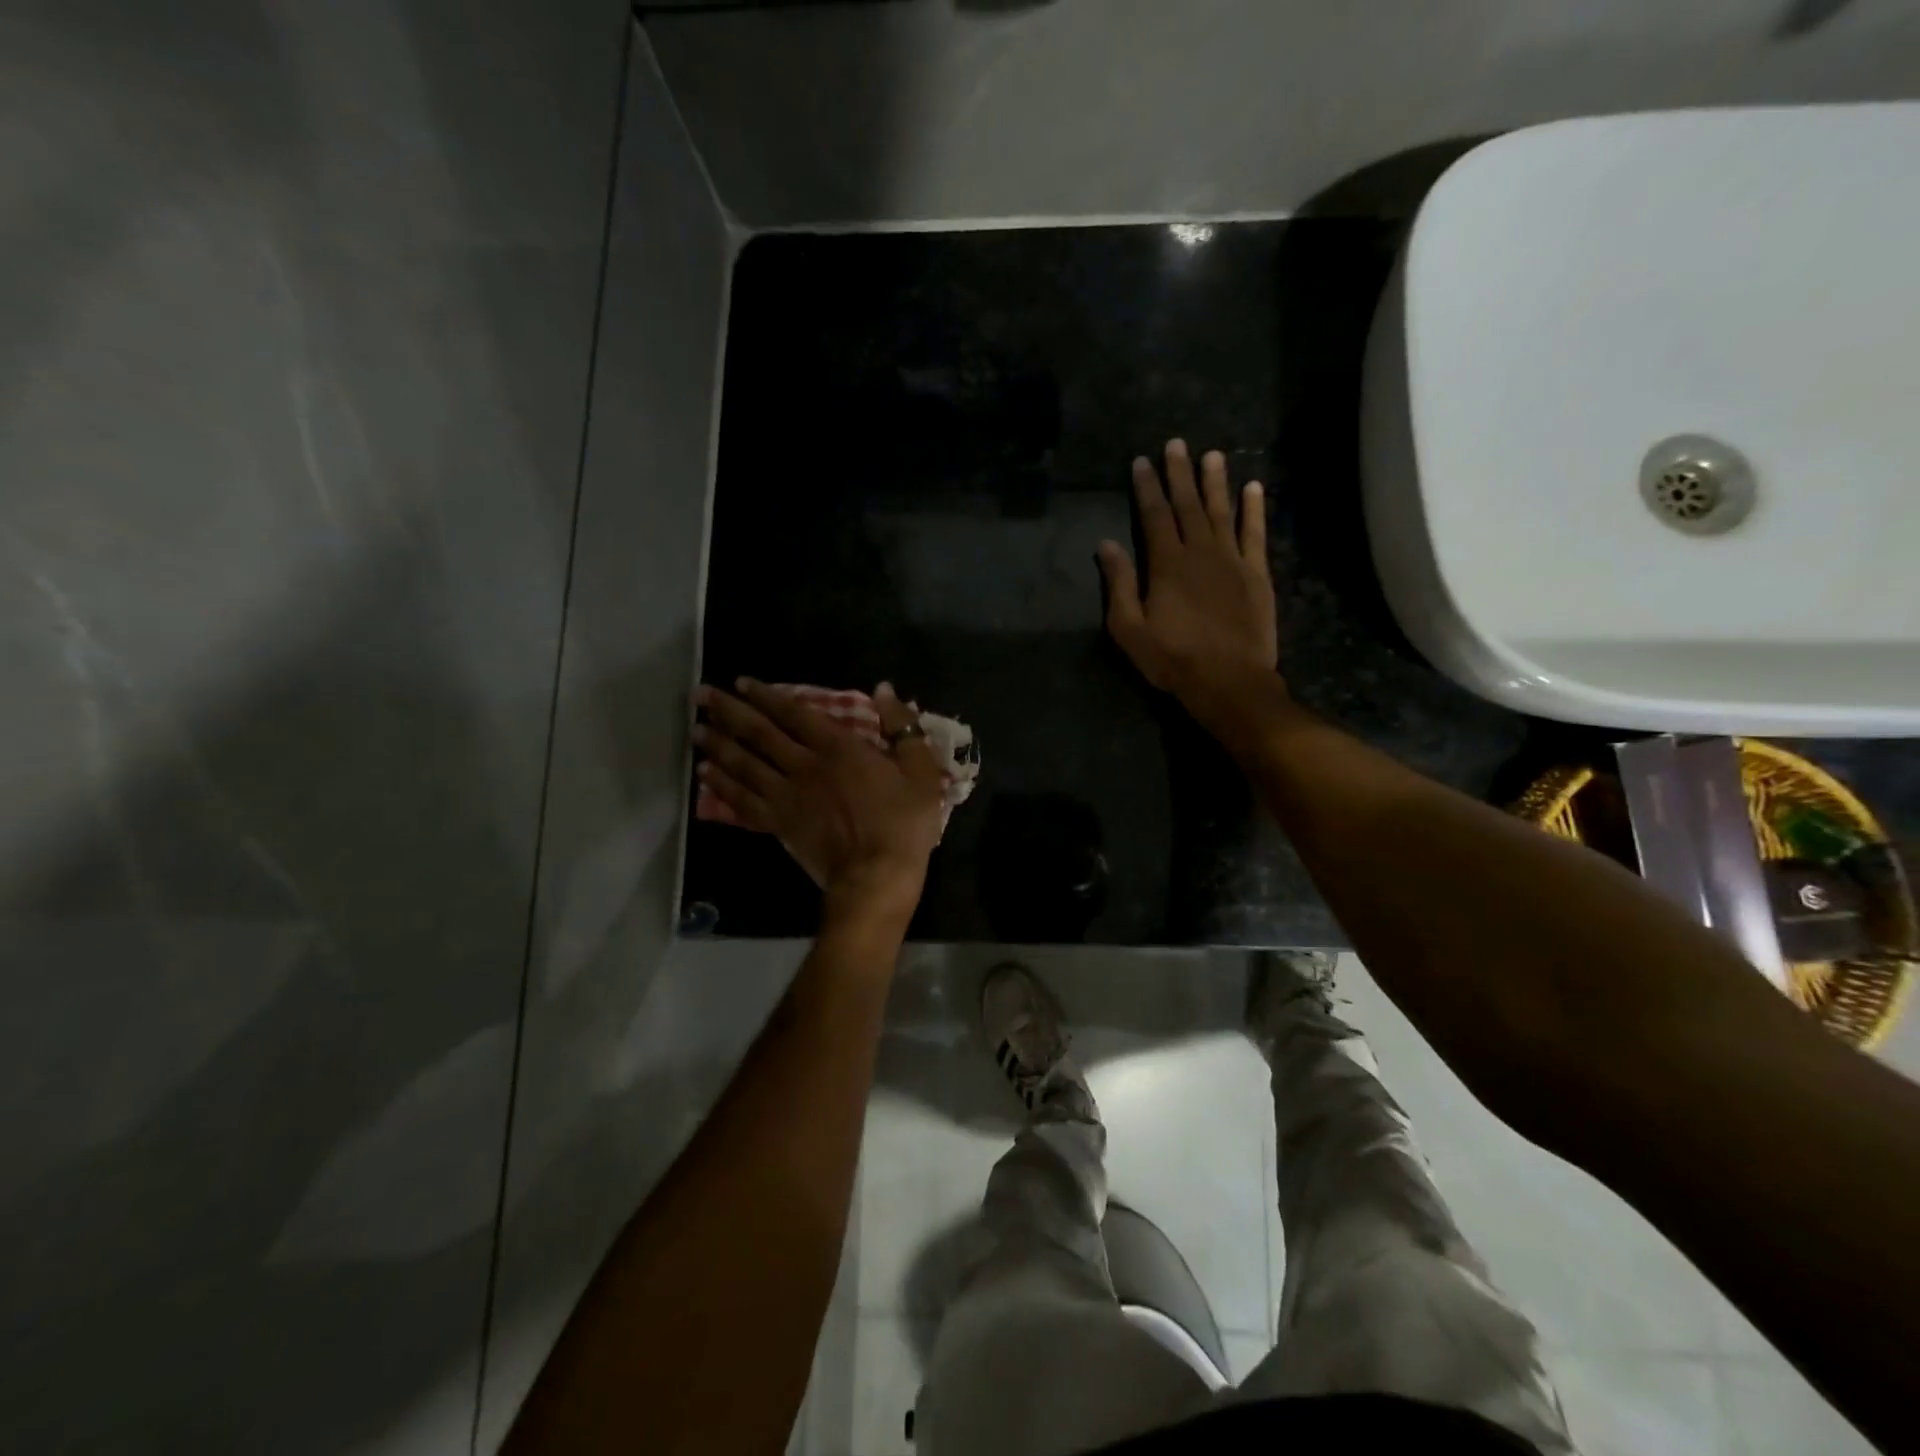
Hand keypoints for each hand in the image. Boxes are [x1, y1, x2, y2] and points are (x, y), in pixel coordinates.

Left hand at [694, 679, 946, 912]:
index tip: (742, 682)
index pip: (795, 713)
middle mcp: (804, 765)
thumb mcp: (920, 770)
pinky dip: (723, 786)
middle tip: (701, 695)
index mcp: (838, 748)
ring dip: (718, 744)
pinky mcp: (779, 825)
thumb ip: (902, 727)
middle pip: (759, 733)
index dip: (767, 696)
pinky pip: (743, 801)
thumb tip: (883, 689)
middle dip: (729, 711)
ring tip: (695, 728)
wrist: (877, 876)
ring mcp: (787, 796)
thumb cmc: (903, 823)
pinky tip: (705, 774)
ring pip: (744, 764)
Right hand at [1098, 439, 1279, 729]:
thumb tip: (1106, 545)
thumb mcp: (1129, 629)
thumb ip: (1119, 584)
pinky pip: (1255, 533)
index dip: (1146, 487)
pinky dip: (1254, 509)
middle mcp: (1200, 551)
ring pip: (1222, 511)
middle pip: (1187, 505)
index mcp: (1166, 564)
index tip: (1141, 461)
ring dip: (1216, 482)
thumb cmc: (1172, 658)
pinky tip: (1254, 488)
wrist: (1228, 680)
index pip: (1154, 515)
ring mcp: (1232, 559)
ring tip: (1212, 454)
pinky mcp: (1257, 573)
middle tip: (1176, 443)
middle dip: (1179, 473)